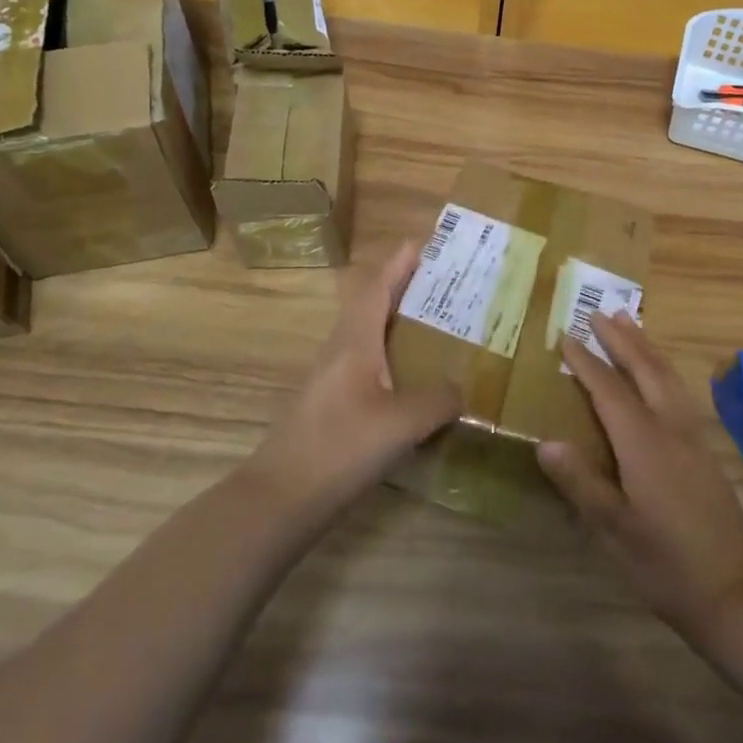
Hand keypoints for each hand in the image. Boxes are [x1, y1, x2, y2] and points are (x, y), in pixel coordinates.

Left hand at [243, 241, 459, 521]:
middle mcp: (341, 352)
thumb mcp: (400, 424)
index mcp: (354, 342)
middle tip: (442, 283)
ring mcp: (333, 380)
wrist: (281, 499)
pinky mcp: (332, 407)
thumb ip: (437, 401)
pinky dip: (393, 357)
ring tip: (436, 324)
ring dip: (398, 323)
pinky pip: (368, 366)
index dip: (398, 265)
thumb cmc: (340, 448)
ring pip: (369, 337)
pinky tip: (413, 378)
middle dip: (403, 290)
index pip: (377, 289)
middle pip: (372, 307)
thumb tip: (461, 390)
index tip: (420, 243)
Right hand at [538, 313, 742, 634]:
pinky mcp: (705, 449)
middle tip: (599, 313)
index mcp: (644, 444)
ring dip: (645, 347)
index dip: (586, 362)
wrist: (736, 590)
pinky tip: (660, 372)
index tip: (566, 336)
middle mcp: (671, 428)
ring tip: (628, 324)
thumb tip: (544, 442)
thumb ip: (581, 483)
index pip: (609, 390)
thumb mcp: (615, 531)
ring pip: (667, 376)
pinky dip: (663, 367)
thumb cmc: (666, 564)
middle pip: (645, 370)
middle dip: (620, 340)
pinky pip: (679, 390)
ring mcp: (693, 436)